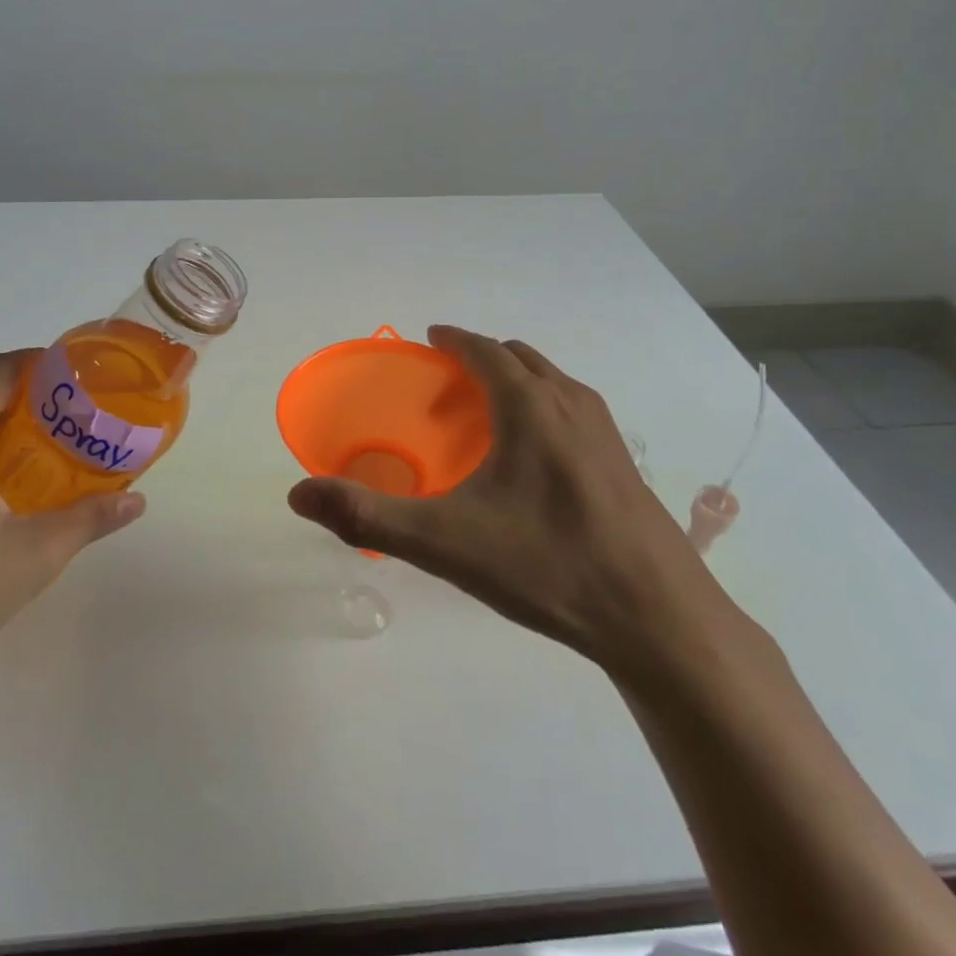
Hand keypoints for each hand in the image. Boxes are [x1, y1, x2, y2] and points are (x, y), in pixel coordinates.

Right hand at [288, 326, 741, 684]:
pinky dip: (546, 408)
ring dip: (517, 381)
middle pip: (521, 358)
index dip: (455, 339)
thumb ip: (368, 517)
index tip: (431, 337)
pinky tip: (536, 462)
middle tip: (449, 386)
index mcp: (529, 407)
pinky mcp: (625, 465)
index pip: (485, 350)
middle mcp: (570, 404)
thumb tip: (298, 494)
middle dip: (482, 359)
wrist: (657, 619)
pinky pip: (575, 411)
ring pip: (553, 382)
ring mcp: (606, 433)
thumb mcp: (445, 543)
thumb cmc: (546, 565)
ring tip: (490, 417)